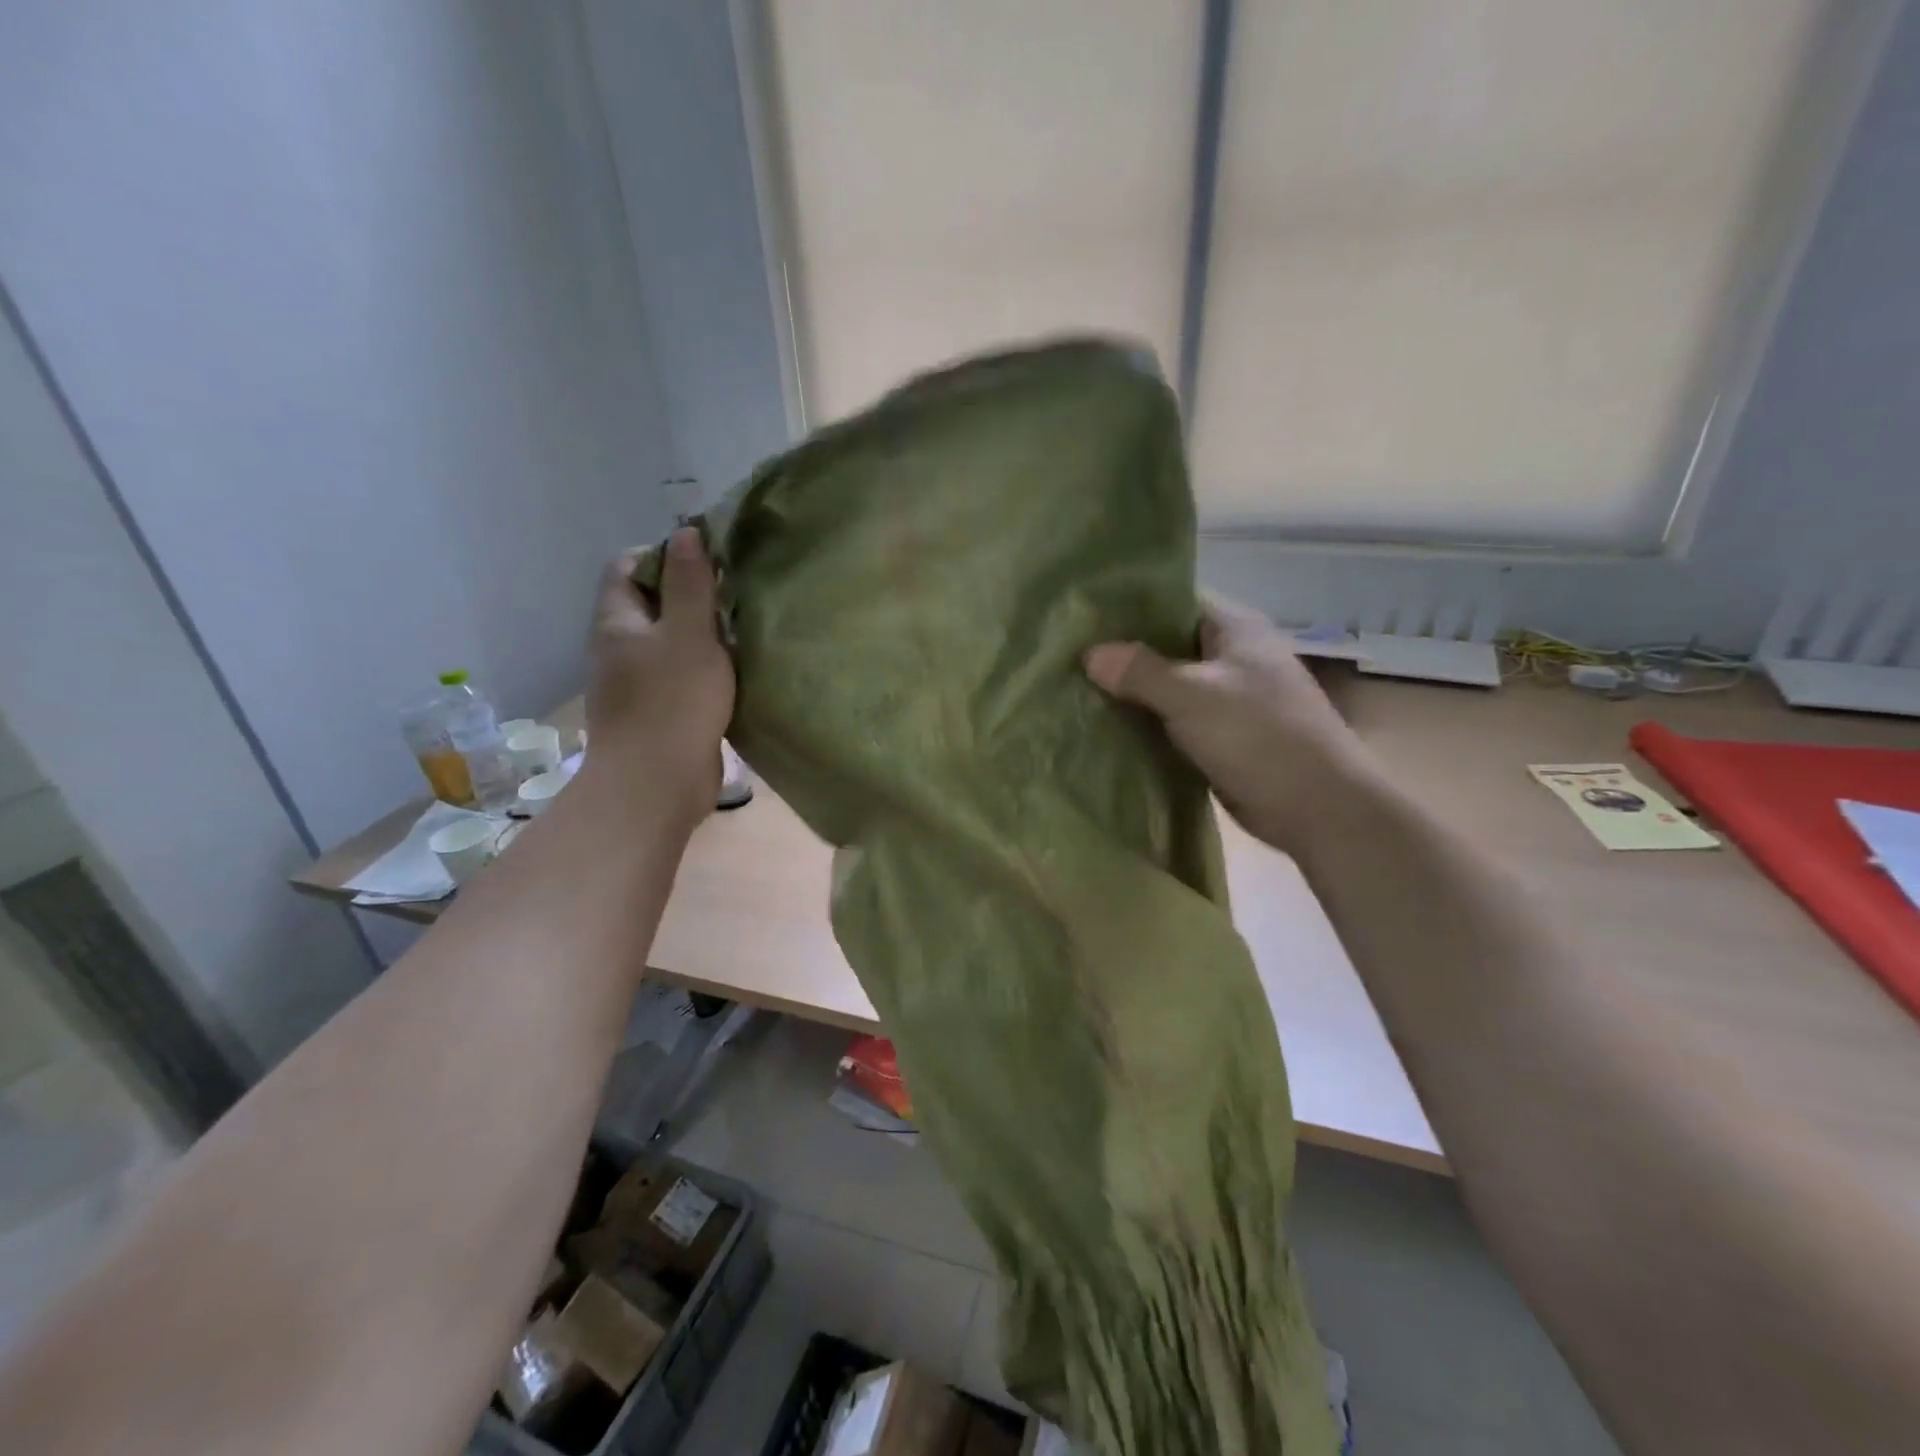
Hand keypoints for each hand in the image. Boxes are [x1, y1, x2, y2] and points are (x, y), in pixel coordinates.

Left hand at [584, 528, 734, 817]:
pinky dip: (707, 669)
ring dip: (704, 635)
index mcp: (617, 622)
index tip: (709, 563)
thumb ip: (690, 583)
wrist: (658, 785)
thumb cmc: (673, 703)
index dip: (664, 554)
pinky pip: (683, 676)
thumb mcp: (689, 634)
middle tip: (734, 597)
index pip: (628, 565)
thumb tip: (686, 531)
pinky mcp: (661, 712)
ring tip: (743, 631)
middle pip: (653, 603)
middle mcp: (621, 647)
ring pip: (672, 642)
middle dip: (693, 595)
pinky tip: (738, 672)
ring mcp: (639, 683)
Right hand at [1084, 597, 1377, 854]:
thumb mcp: (1193, 696)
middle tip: (1070, 658)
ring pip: (1170, 685)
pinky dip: (1148, 722)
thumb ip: (1140, 671)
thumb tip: (1090, 653)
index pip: (1174, 600)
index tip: (1083, 618)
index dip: (1129, 606)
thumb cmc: (1258, 736)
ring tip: (1077, 691)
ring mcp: (1229, 697)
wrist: (1317, 807)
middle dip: (1124, 653)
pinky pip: (1176, 719)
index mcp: (1235, 628)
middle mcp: (1232, 656)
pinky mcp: (1223, 735)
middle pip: (1168, 644)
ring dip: (1133, 692)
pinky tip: (1109, 727)